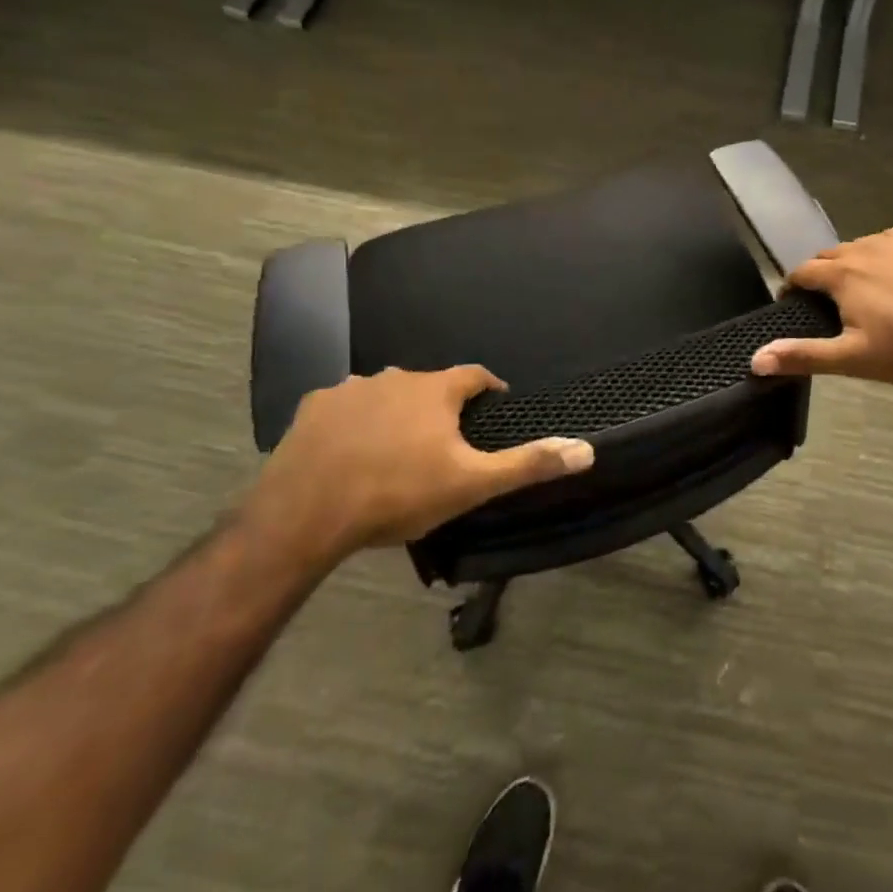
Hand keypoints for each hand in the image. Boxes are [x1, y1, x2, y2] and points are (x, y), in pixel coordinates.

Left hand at [245, 366, 593, 564]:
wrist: (306, 515)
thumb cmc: (397, 494)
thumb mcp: (471, 484)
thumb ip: (528, 464)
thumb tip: (587, 449)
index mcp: (436, 390)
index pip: (475, 376)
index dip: (489, 389)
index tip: (495, 406)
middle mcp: (395, 377)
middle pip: (429, 385)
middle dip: (440, 406)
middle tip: (444, 441)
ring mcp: (349, 389)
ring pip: (386, 393)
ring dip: (397, 411)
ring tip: (397, 447)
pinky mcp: (313, 408)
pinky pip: (344, 407)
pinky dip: (355, 421)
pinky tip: (351, 450)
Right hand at [751, 229, 892, 385]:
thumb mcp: (852, 358)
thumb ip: (803, 355)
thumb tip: (755, 359)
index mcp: (841, 274)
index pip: (802, 272)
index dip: (792, 287)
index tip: (791, 303)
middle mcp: (862, 248)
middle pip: (829, 257)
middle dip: (820, 275)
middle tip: (826, 302)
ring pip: (859, 247)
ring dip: (851, 265)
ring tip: (860, 290)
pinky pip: (889, 243)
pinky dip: (881, 256)